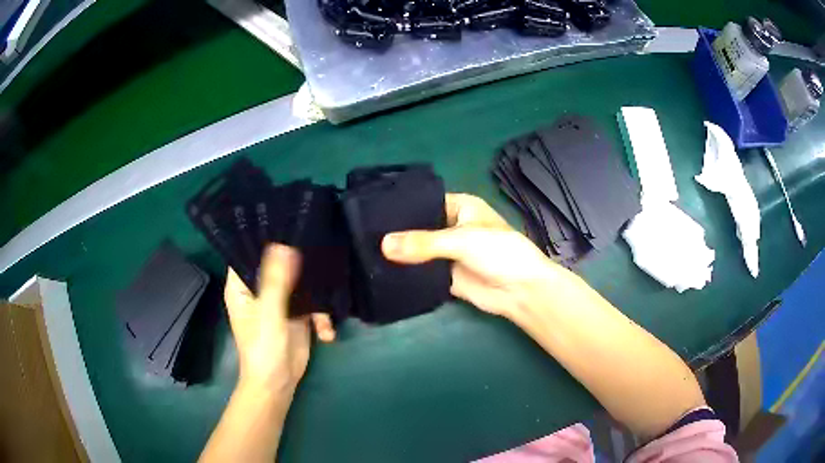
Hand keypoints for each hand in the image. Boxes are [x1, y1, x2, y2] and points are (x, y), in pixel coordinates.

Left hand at [223, 244, 335, 395]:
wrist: (280, 383)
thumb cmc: (263, 348)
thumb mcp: (268, 313)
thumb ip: (276, 280)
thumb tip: (285, 244)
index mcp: (242, 286)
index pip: (248, 252)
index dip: (263, 237)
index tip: (285, 220)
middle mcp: (259, 288)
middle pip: (277, 263)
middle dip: (296, 258)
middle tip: (317, 243)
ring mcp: (279, 300)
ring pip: (298, 280)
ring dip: (315, 288)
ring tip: (329, 298)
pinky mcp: (297, 313)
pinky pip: (312, 302)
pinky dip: (321, 315)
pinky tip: (326, 331)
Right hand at [381, 193, 563, 317]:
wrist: (520, 291)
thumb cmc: (499, 252)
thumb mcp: (461, 240)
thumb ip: (423, 242)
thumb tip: (383, 245)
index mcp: (460, 207)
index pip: (424, 202)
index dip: (401, 208)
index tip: (370, 212)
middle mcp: (451, 227)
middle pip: (418, 228)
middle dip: (396, 233)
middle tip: (362, 235)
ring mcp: (447, 253)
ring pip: (418, 252)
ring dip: (399, 255)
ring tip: (365, 253)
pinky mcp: (445, 276)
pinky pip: (422, 272)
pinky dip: (406, 273)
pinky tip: (381, 273)